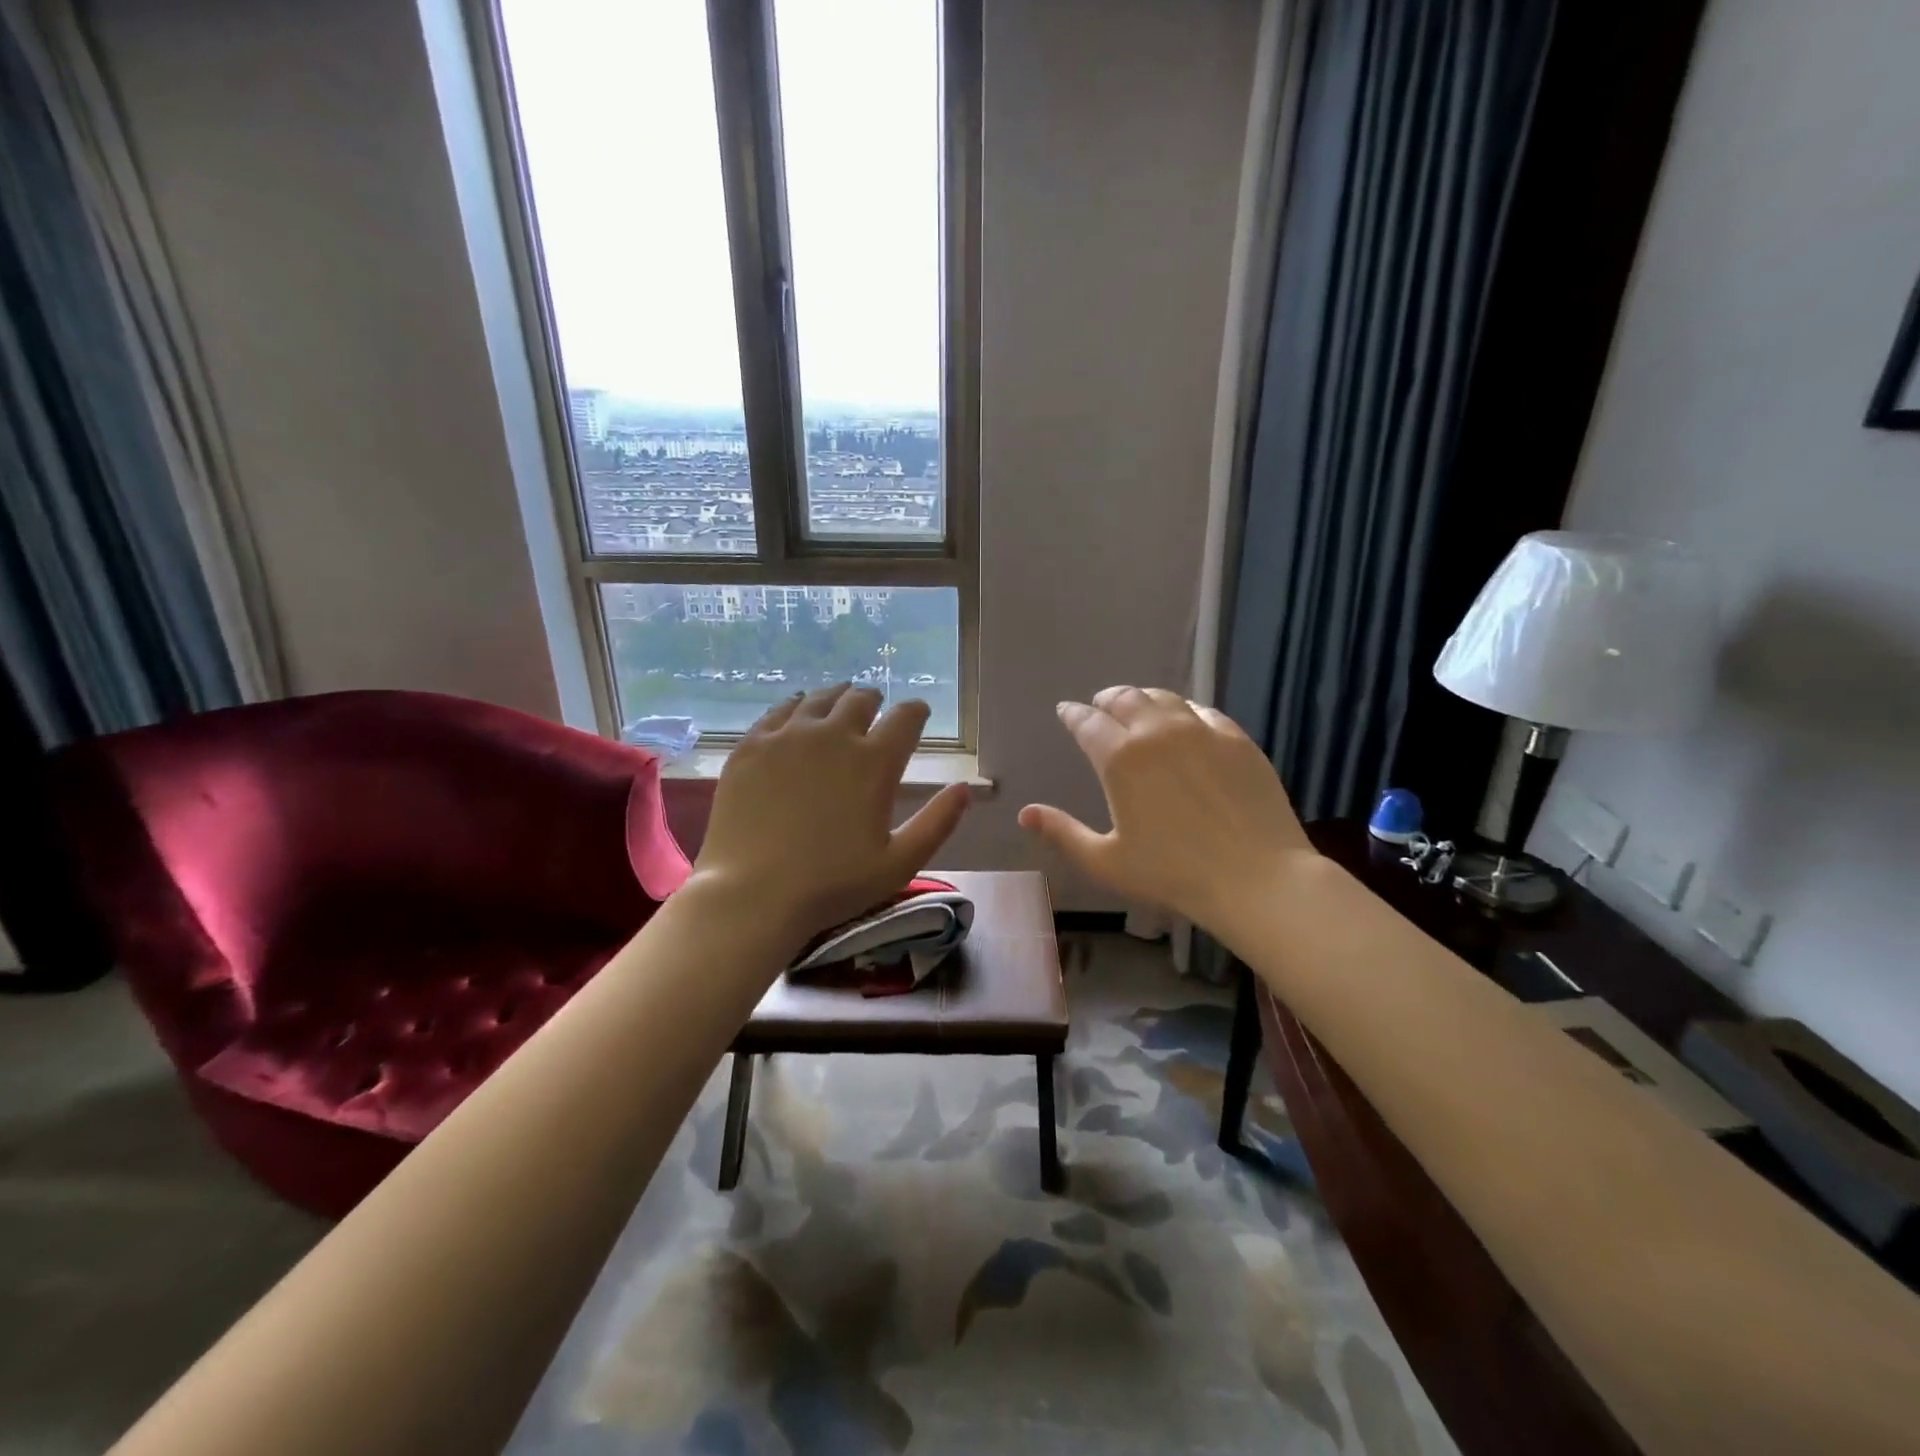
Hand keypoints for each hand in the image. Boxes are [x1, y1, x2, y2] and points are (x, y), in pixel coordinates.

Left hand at [691, 684, 970, 951]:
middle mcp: (833, 735)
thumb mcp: (900, 863)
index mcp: (874, 762)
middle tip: (875, 709)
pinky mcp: (751, 746)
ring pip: (819, 698)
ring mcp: (787, 737)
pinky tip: (796, 713)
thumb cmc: (833, 885)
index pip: (905, 717)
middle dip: (874, 701)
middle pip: (860, 699)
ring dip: (836, 698)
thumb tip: (965, 789)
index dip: (915, 711)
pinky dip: (795, 707)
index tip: (917, 714)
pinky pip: (778, 711)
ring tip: (839, 704)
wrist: (752, 894)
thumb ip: (938, 823)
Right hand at [1017, 686, 1313, 932]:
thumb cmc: (1172, 874)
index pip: (1087, 723)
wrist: (1256, 878)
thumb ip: (1062, 833)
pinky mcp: (1236, 739)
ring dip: (1142, 698)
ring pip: (1164, 698)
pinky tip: (1184, 719)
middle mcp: (1157, 732)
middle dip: (1106, 700)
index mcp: (1120, 759)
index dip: (1072, 714)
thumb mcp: (1106, 861)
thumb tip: (1025, 813)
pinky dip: (1183, 709)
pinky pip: (1203, 710)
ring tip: (1137, 706)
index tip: (1065, 711)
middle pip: (1125, 699)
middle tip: (1099, 706)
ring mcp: (1201, 731)